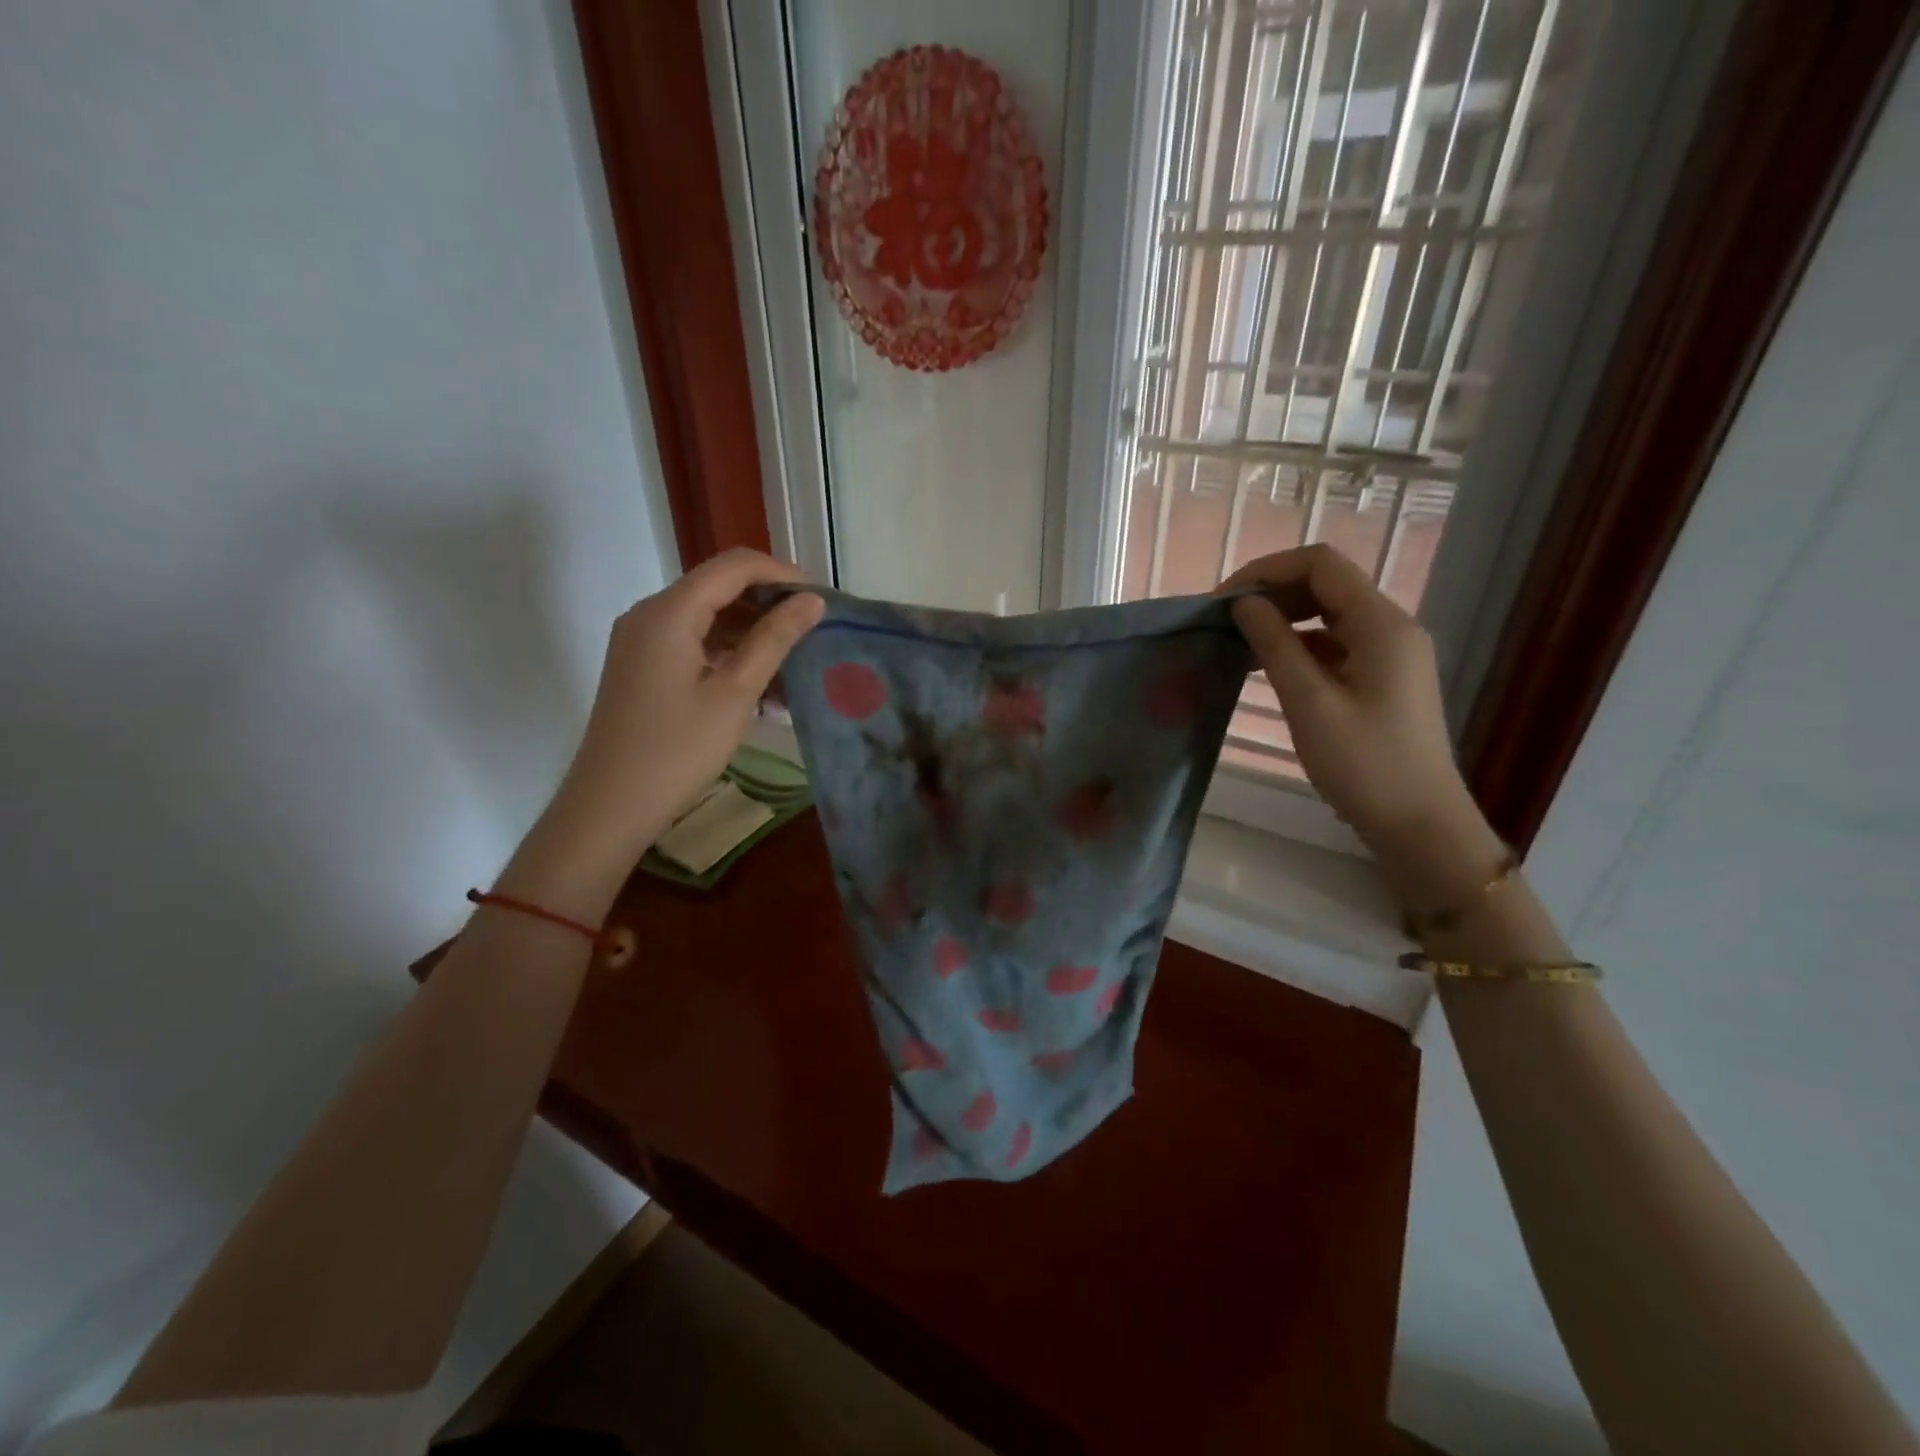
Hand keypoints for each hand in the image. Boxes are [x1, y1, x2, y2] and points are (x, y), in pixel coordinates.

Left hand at [543, 550, 824, 871]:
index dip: (781, 575)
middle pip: (718, 587)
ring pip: (707, 617)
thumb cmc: (677, 750)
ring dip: (751, 633)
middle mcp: (650, 614)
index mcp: (669, 611)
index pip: (734, 566)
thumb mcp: (735, 693)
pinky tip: (762, 684)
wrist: (610, 806)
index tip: (821, 601)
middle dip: (768, 604)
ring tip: (795, 662)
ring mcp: (641, 641)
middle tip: (813, 632)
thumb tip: (812, 601)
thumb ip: (774, 640)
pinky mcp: (642, 666)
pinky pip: (692, 643)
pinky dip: (728, 654)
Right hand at [1221, 545, 1501, 893]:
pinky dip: (1299, 645)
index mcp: (1381, 624)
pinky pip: (1335, 644)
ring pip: (1328, 614)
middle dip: (1272, 592)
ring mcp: (1389, 653)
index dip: (1268, 569)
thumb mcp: (1310, 702)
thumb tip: (1244, 603)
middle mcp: (1391, 627)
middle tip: (1225, 620)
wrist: (1418, 824)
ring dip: (1283, 619)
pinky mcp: (1381, 678)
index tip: (1223, 600)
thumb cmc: (1363, 764)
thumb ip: (1275, 644)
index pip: (1321, 564)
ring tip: (1238, 641)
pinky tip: (1268, 666)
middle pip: (1326, 584)